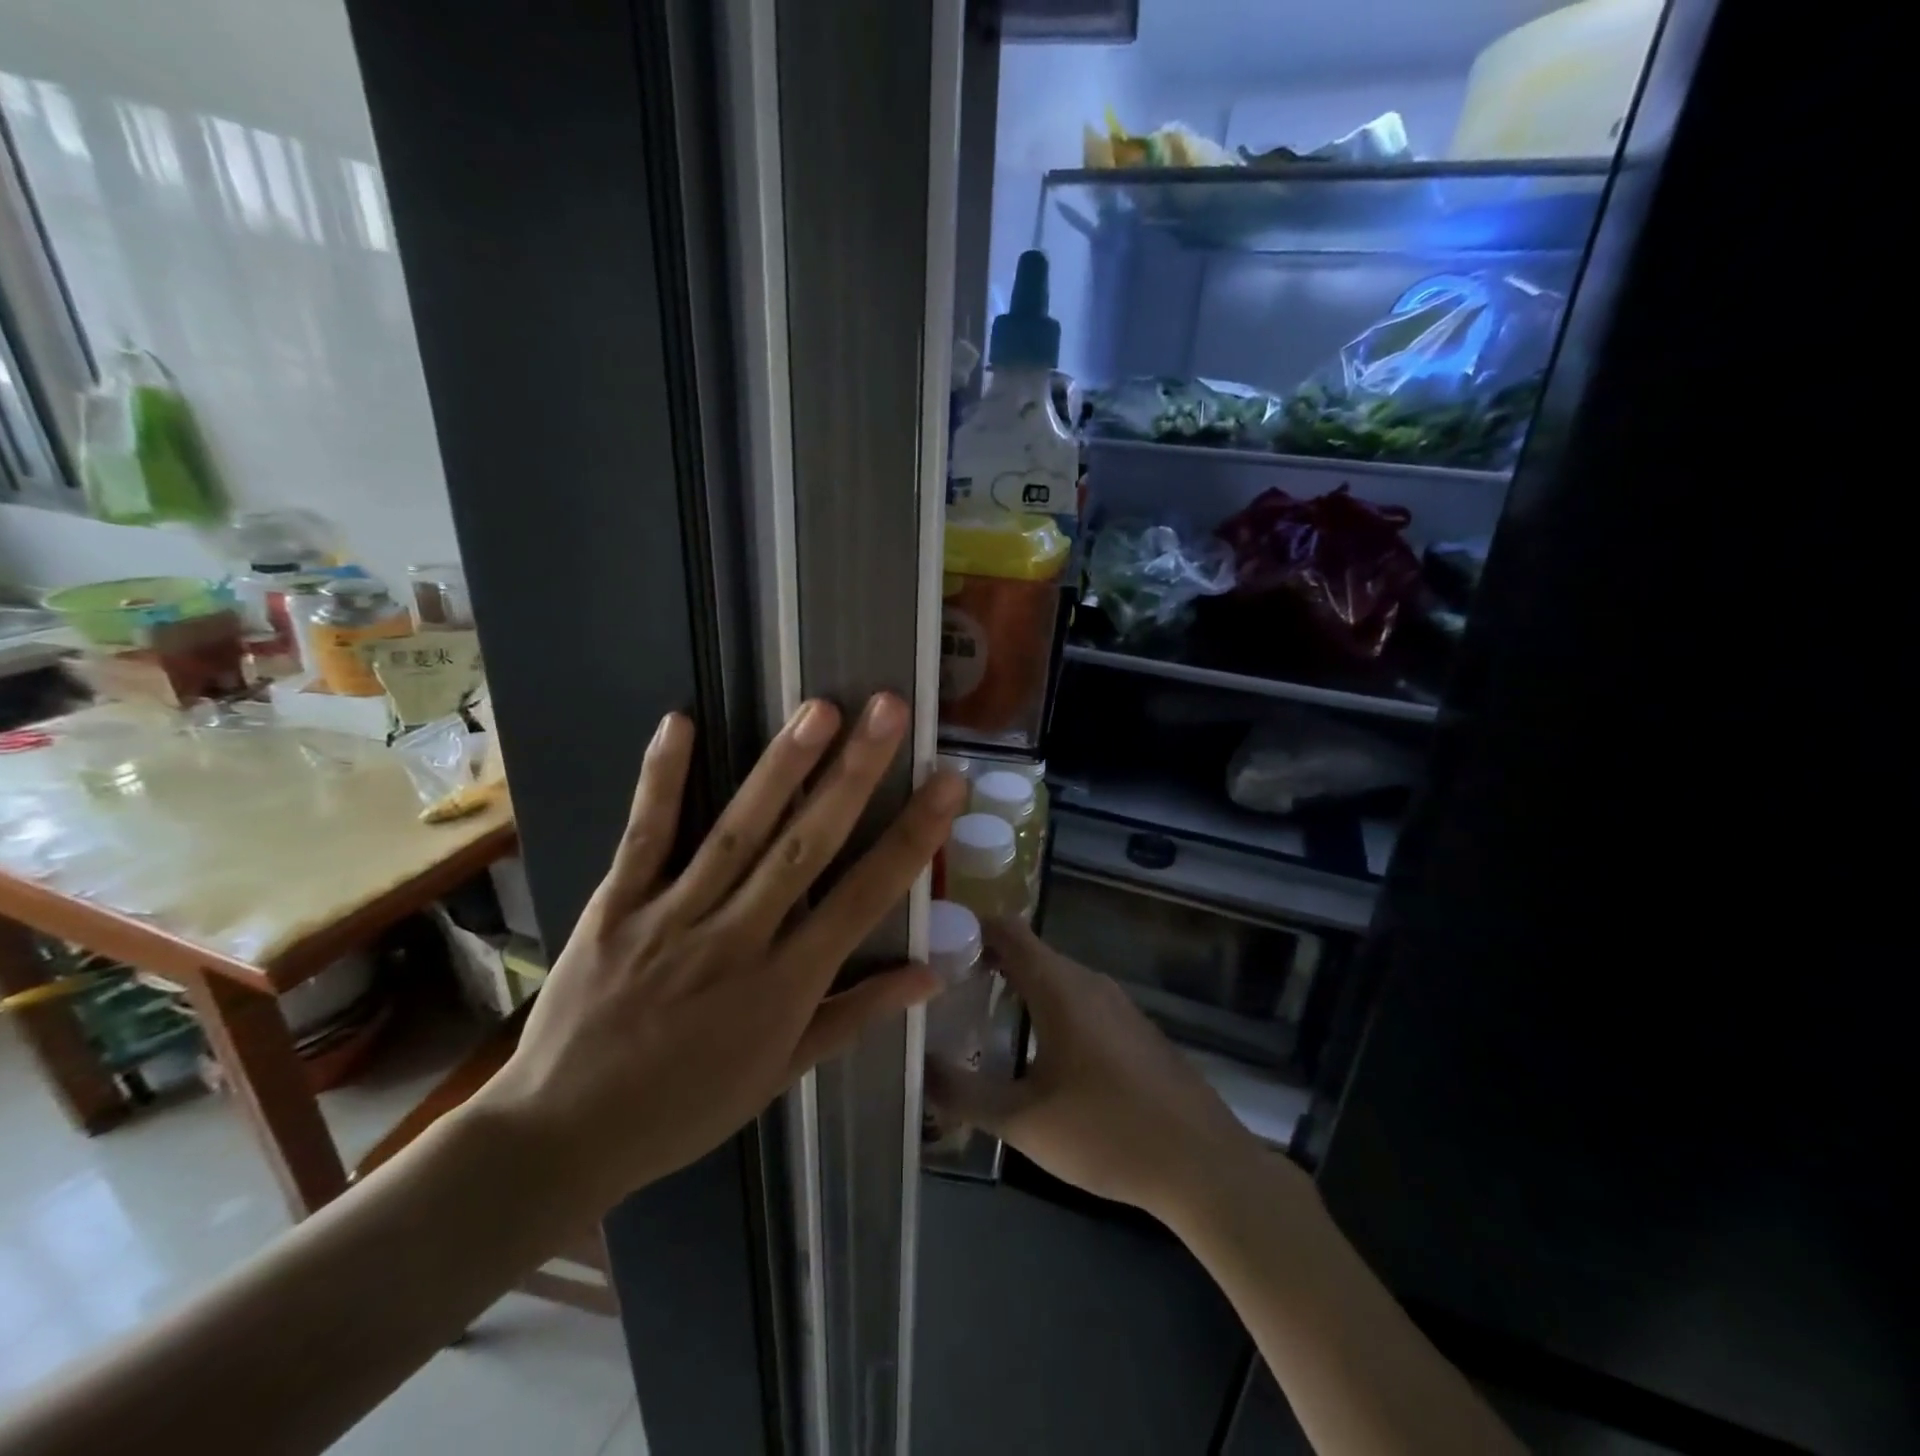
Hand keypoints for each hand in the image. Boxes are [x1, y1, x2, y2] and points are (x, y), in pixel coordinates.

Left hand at [475, 693, 964, 1212]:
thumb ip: (856, 1014)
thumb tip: (931, 972)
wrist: (561, 1138)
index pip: (864, 898)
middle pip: (806, 847)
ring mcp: (671, 917)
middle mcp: (737, 940)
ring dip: (781, 768)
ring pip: (737, 832)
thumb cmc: (686, 1107)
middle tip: (888, 711)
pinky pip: (644, 836)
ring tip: (820, 709)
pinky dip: (662, 779)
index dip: (911, 837)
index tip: (946, 783)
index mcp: (785, 986)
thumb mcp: (782, 1073)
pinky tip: (680, 722)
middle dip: (854, 775)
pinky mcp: (615, 906)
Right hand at [926, 918, 1277, 1224]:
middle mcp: (1088, 981)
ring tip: (980, 1019)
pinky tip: (1035, 1051)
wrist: (1203, 1164)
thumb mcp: (1024, 1121)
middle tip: (945, 991)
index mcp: (1060, 986)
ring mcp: (1116, 1004)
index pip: (1006, 930)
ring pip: (1055, 977)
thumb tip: (919, 1069)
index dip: (968, 928)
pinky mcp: (1133, 1029)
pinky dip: (1046, 1007)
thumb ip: (965, 1093)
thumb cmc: (1107, 1132)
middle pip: (1029, 951)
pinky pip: (1078, 1000)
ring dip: (1017, 987)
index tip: (934, 950)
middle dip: (985, 962)